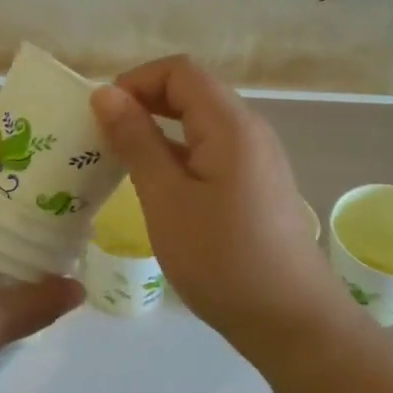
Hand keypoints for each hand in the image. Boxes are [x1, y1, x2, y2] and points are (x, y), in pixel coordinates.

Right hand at [91, 56, 336, 345]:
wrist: (291, 321)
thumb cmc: (222, 258)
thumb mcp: (166, 198)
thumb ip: (136, 140)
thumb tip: (106, 93)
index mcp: (231, 124)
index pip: (180, 71)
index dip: (136, 81)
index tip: (101, 116)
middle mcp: (250, 131)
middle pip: (193, 92)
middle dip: (144, 104)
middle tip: (104, 139)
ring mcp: (258, 161)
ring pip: (202, 124)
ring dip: (159, 132)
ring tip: (122, 164)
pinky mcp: (258, 188)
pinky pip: (212, 152)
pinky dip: (179, 157)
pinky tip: (158, 190)